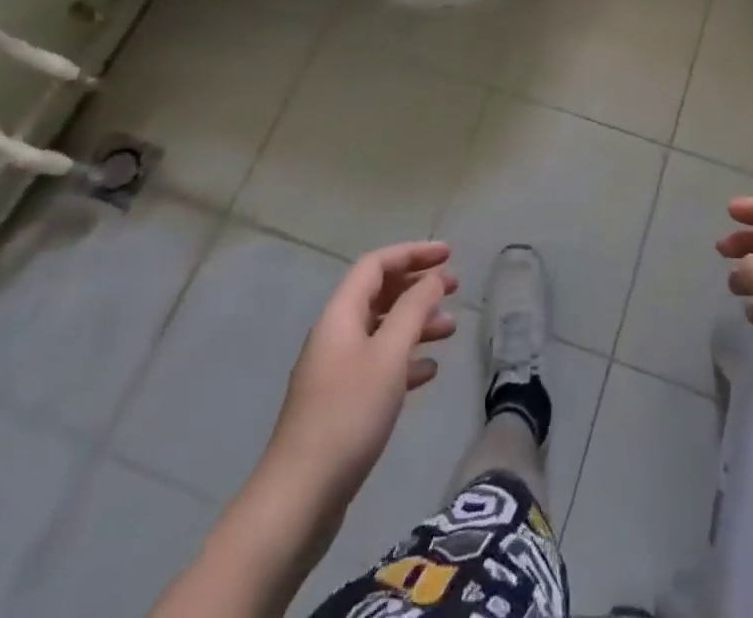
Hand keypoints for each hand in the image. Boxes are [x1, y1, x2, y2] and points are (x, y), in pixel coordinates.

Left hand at [262, 241, 458, 508]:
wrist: (298, 499)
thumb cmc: (348, 415)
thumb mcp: (389, 355)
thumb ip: (414, 309)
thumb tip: (433, 277)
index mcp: (340, 315)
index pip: (376, 264)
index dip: (412, 253)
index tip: (448, 254)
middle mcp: (335, 335)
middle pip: (379, 294)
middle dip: (417, 286)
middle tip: (455, 288)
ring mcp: (335, 371)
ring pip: (382, 330)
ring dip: (416, 323)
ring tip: (451, 330)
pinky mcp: (340, 405)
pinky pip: (378, 365)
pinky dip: (405, 360)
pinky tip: (429, 372)